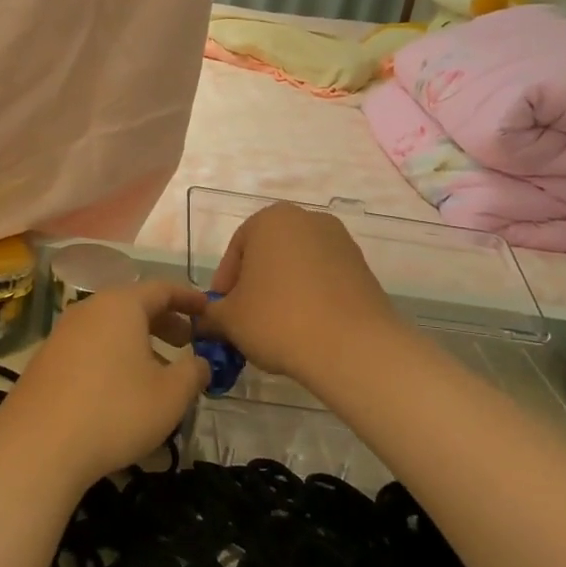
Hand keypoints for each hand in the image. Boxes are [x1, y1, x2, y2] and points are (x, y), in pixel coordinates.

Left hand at [0, 280, 209, 491]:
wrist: (38, 445)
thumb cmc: (115, 410)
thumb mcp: (170, 395)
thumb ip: (193, 373)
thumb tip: (201, 363)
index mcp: (122, 305)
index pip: (162, 288)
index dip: (188, 298)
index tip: (207, 309)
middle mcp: (90, 309)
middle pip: (134, 306)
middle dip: (164, 322)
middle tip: (187, 342)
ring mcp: (63, 333)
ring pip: (111, 328)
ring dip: (139, 342)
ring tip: (158, 372)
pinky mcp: (47, 359)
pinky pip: (91, 346)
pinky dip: (114, 356)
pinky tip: (121, 389)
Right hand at [197, 203, 404, 388]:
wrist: (352, 347)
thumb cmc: (278, 320)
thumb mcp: (229, 320)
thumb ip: (209, 315)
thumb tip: (201, 322)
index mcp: (270, 219)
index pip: (236, 251)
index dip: (224, 286)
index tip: (221, 314)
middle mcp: (307, 219)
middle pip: (268, 255)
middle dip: (254, 286)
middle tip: (246, 321)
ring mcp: (340, 242)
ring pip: (298, 267)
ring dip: (283, 292)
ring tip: (277, 329)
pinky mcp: (363, 268)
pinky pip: (325, 280)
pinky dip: (311, 298)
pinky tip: (306, 329)